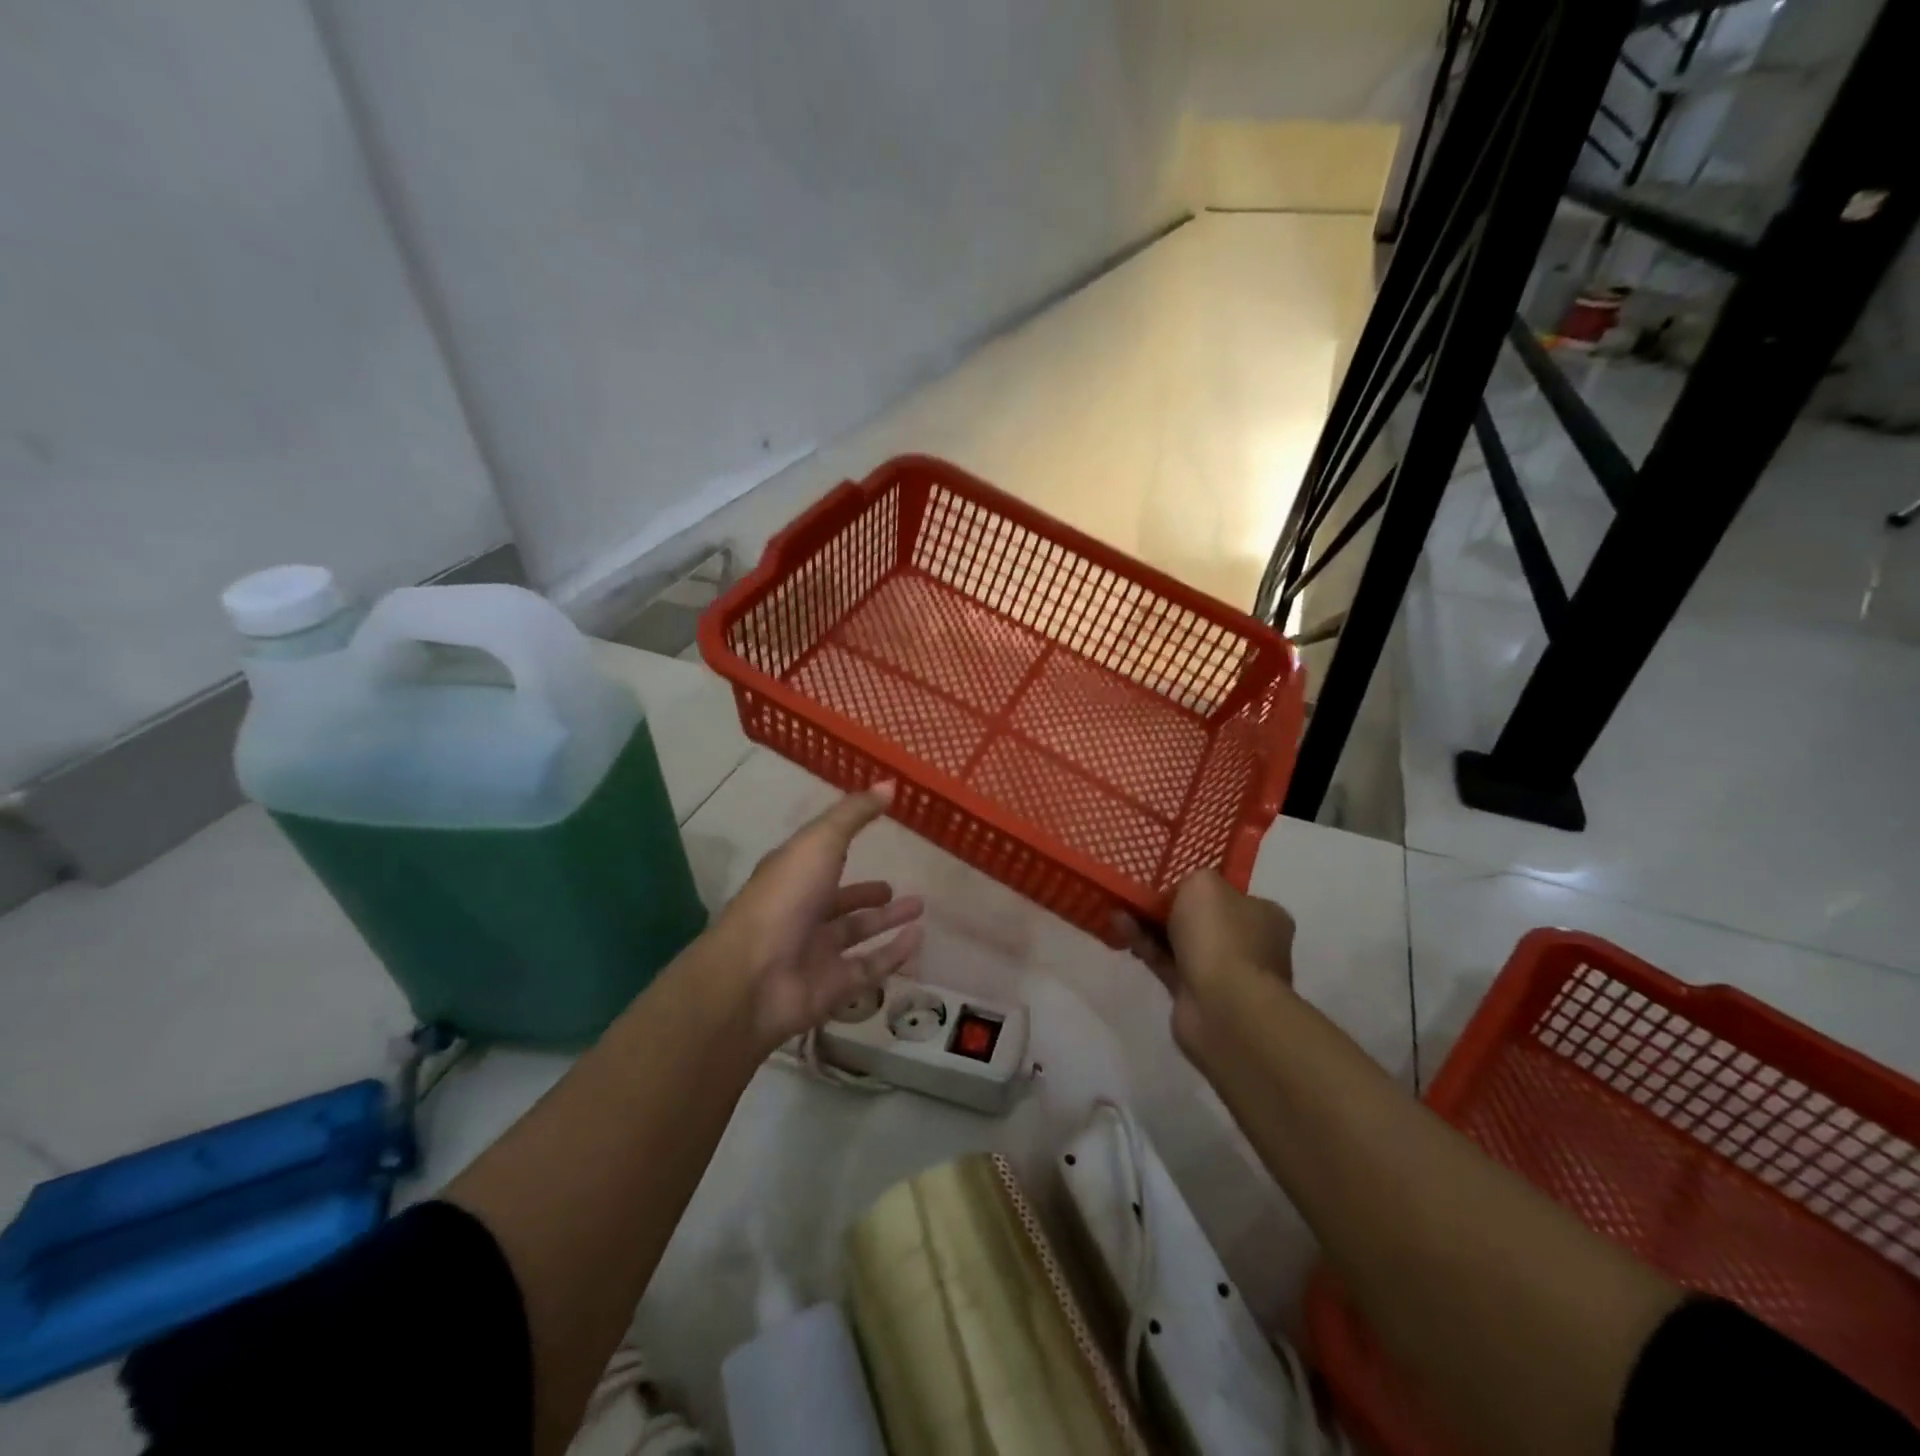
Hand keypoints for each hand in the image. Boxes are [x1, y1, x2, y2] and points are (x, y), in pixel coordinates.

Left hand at [711, 782, 924, 1052]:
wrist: (754, 977)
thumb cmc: (785, 898)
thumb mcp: (819, 842)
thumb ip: (853, 815)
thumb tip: (889, 784)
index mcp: (791, 876)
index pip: (820, 858)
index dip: (842, 847)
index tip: (874, 836)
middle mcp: (801, 914)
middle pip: (838, 902)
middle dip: (867, 895)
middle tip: (896, 889)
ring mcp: (815, 953)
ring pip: (856, 935)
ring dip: (886, 922)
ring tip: (919, 907)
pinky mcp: (833, 988)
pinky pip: (870, 968)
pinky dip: (894, 954)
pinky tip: (919, 939)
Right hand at [1114, 869, 1293, 1057]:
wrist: (1222, 1007)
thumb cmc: (1221, 935)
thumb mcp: (1203, 884)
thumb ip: (1192, 879)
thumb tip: (1182, 893)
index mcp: (1265, 916)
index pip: (1231, 895)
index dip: (1199, 887)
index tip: (1168, 880)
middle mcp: (1250, 945)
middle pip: (1203, 919)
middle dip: (1169, 907)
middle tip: (1139, 893)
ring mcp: (1224, 973)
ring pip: (1181, 942)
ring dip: (1150, 925)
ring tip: (1119, 906)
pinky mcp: (1196, 995)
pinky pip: (1166, 962)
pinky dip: (1144, 945)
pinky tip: (1119, 926)